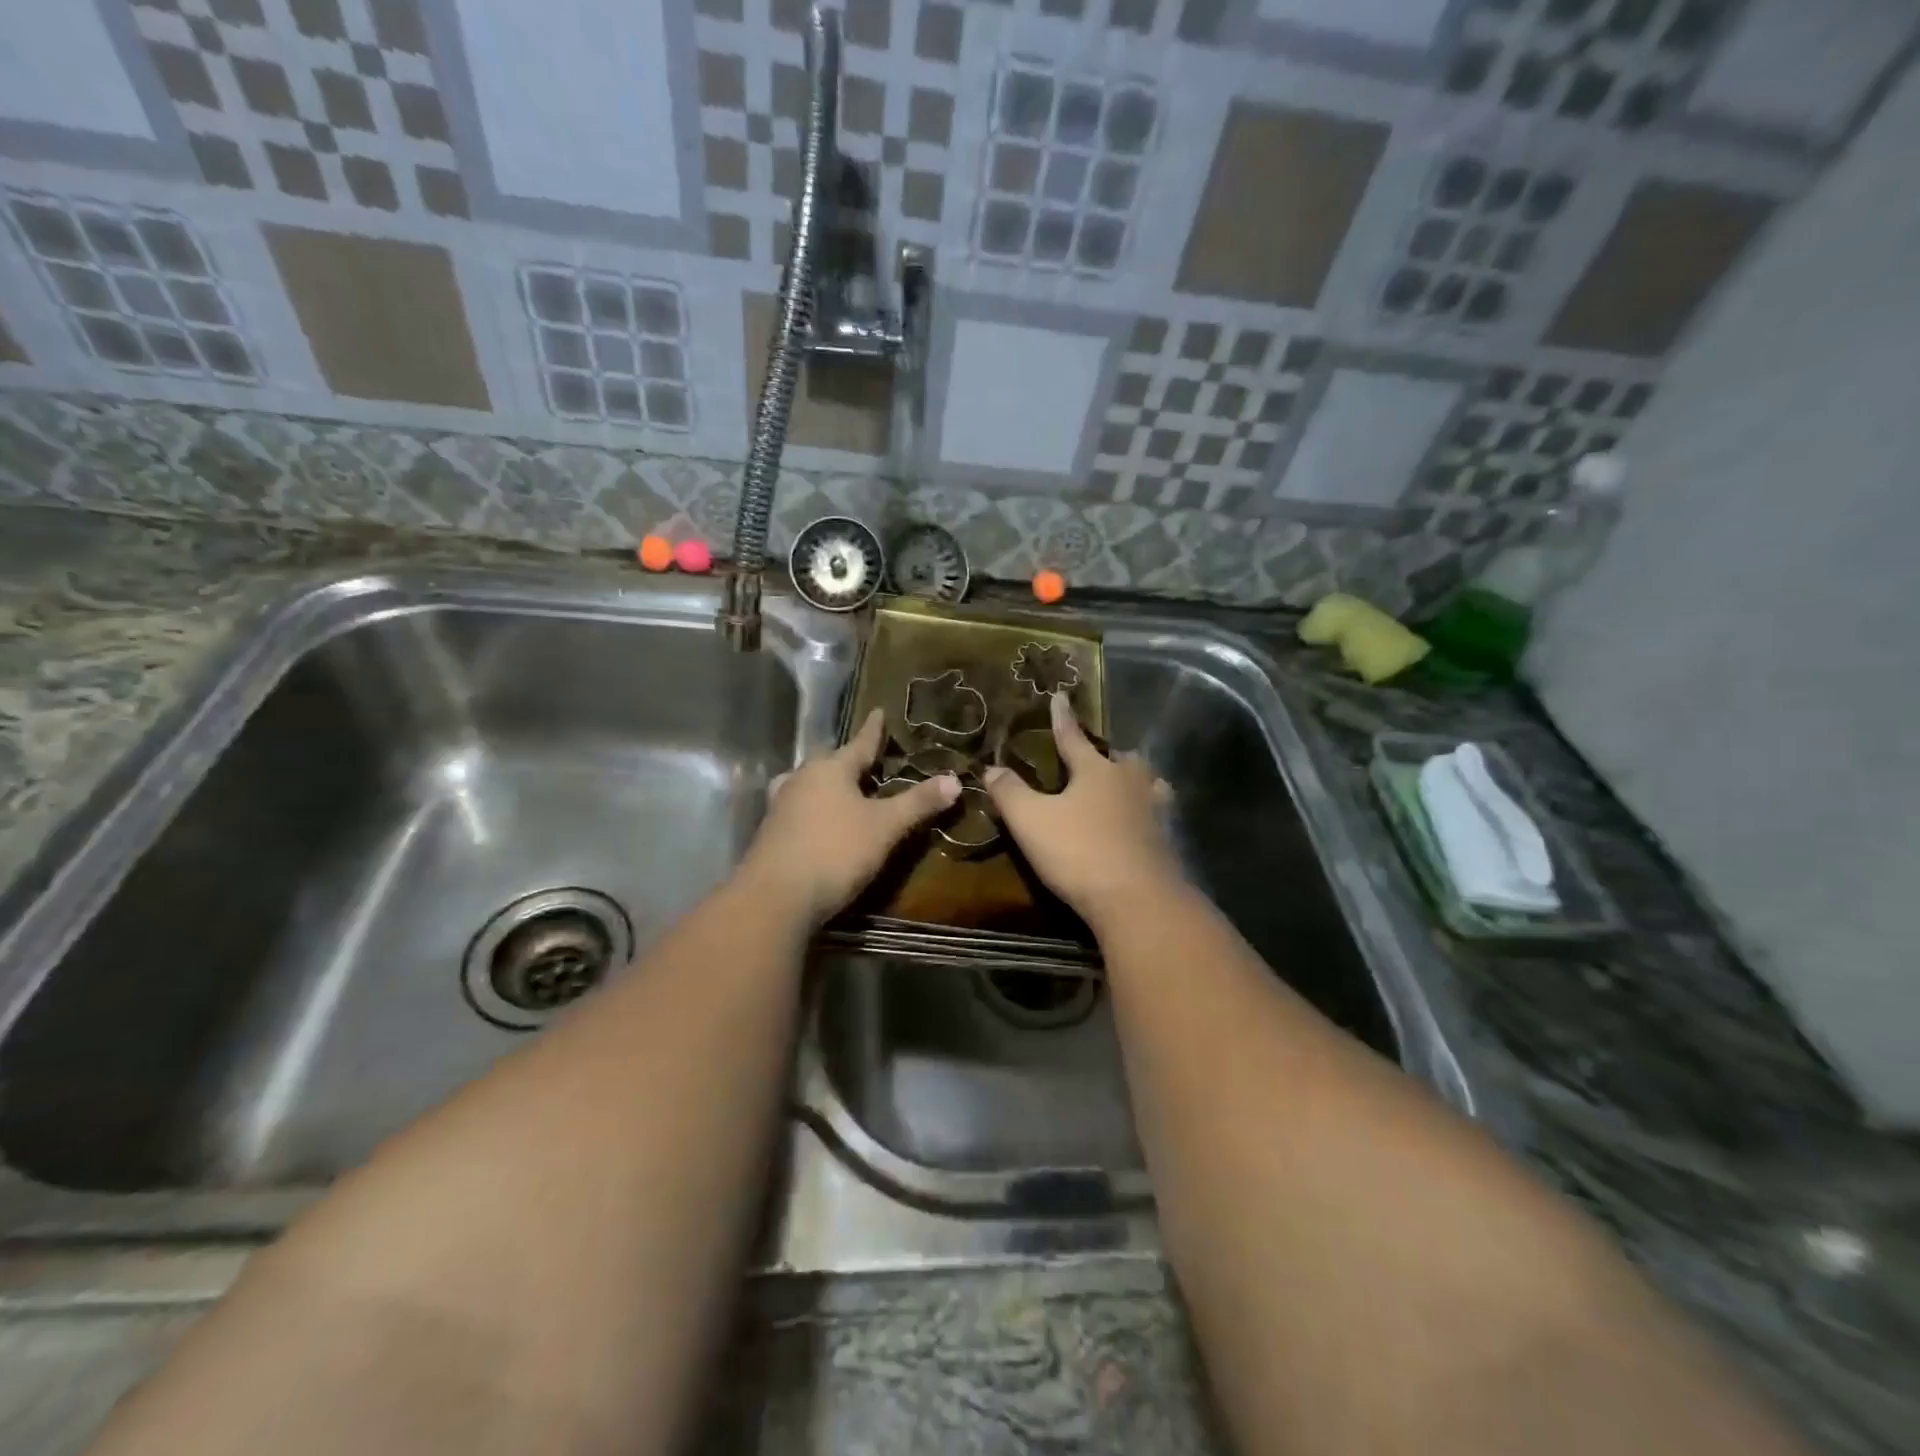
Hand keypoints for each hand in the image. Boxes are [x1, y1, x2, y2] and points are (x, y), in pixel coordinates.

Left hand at [742, 708, 959, 924]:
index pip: (859, 743)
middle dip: (847, 758)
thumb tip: (954, 780)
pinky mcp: (771, 832)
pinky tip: (820, 820)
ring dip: (826, 783)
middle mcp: (802, 779)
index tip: (879, 711)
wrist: (776, 896)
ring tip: (841, 788)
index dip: (874, 730)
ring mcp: (781, 805)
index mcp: (831, 769)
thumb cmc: (836, 850)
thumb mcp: (885, 827)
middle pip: (828, 760)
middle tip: (865, 759)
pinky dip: (813, 807)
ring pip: (808, 783)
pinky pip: (797, 807)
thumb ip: (918, 802)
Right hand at [984, 692, 1178, 927]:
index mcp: (1096, 771)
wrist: (1138, 900)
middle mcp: (1130, 782)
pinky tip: (1140, 824)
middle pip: (1120, 758)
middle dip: (1106, 754)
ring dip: (1133, 781)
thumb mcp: (1031, 821)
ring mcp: (1154, 811)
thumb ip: (1009, 792)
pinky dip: (1145, 812)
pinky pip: (1155, 814)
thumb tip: (991, 768)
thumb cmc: (1079, 852)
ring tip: (1123, 786)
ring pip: (1146, 783)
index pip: (1073, 737)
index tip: (1059, 696)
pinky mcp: (1166, 841)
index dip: (1062, 718)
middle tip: (1096, 758)